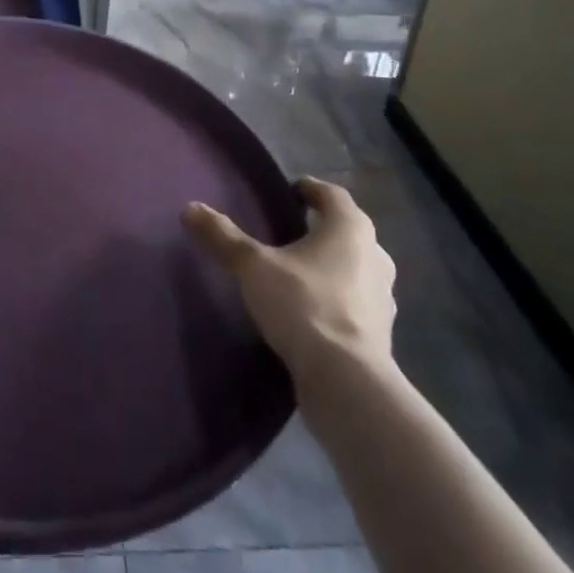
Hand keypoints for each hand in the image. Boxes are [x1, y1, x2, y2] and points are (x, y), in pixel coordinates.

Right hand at [185, 176, 396, 386]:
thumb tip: (190, 209)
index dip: (309, 189)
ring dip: (333, 266)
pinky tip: (313, 313)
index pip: (331, 194)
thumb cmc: (304, 305)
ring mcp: (383, 297)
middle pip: (347, 230)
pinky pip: (356, 303)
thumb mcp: (254, 267)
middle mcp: (375, 255)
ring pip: (356, 268)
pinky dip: (338, 300)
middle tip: (290, 233)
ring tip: (298, 274)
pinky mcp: (382, 333)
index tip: (288, 193)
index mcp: (350, 228)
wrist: (347, 383)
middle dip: (321, 229)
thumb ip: (224, 237)